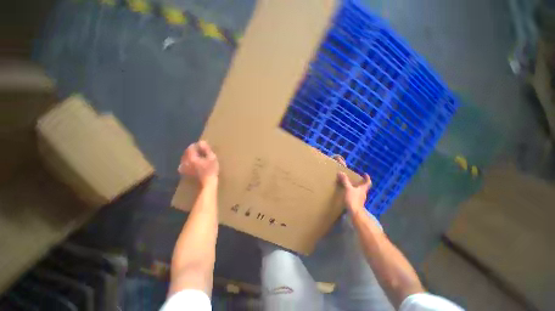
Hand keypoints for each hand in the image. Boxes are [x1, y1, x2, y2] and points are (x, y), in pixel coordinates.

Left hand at [178, 141, 218, 185]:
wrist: (207, 183)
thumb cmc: (211, 170)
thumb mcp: (212, 158)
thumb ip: (206, 149)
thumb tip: (202, 142)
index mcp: (191, 158)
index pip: (191, 147)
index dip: (197, 145)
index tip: (204, 146)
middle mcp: (184, 161)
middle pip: (187, 152)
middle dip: (194, 150)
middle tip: (202, 151)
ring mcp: (183, 167)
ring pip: (186, 157)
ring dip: (191, 155)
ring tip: (199, 156)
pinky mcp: (184, 171)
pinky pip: (185, 162)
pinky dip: (189, 161)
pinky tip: (195, 162)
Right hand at [338, 171, 371, 211]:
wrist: (355, 212)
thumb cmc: (353, 199)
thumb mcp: (348, 188)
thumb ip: (345, 181)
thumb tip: (341, 172)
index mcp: (363, 189)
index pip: (368, 182)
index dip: (367, 178)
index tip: (365, 174)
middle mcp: (363, 193)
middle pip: (363, 187)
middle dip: (360, 183)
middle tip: (355, 179)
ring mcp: (360, 199)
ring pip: (359, 192)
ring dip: (356, 188)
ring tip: (349, 185)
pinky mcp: (357, 203)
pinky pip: (355, 196)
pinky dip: (352, 193)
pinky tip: (347, 193)